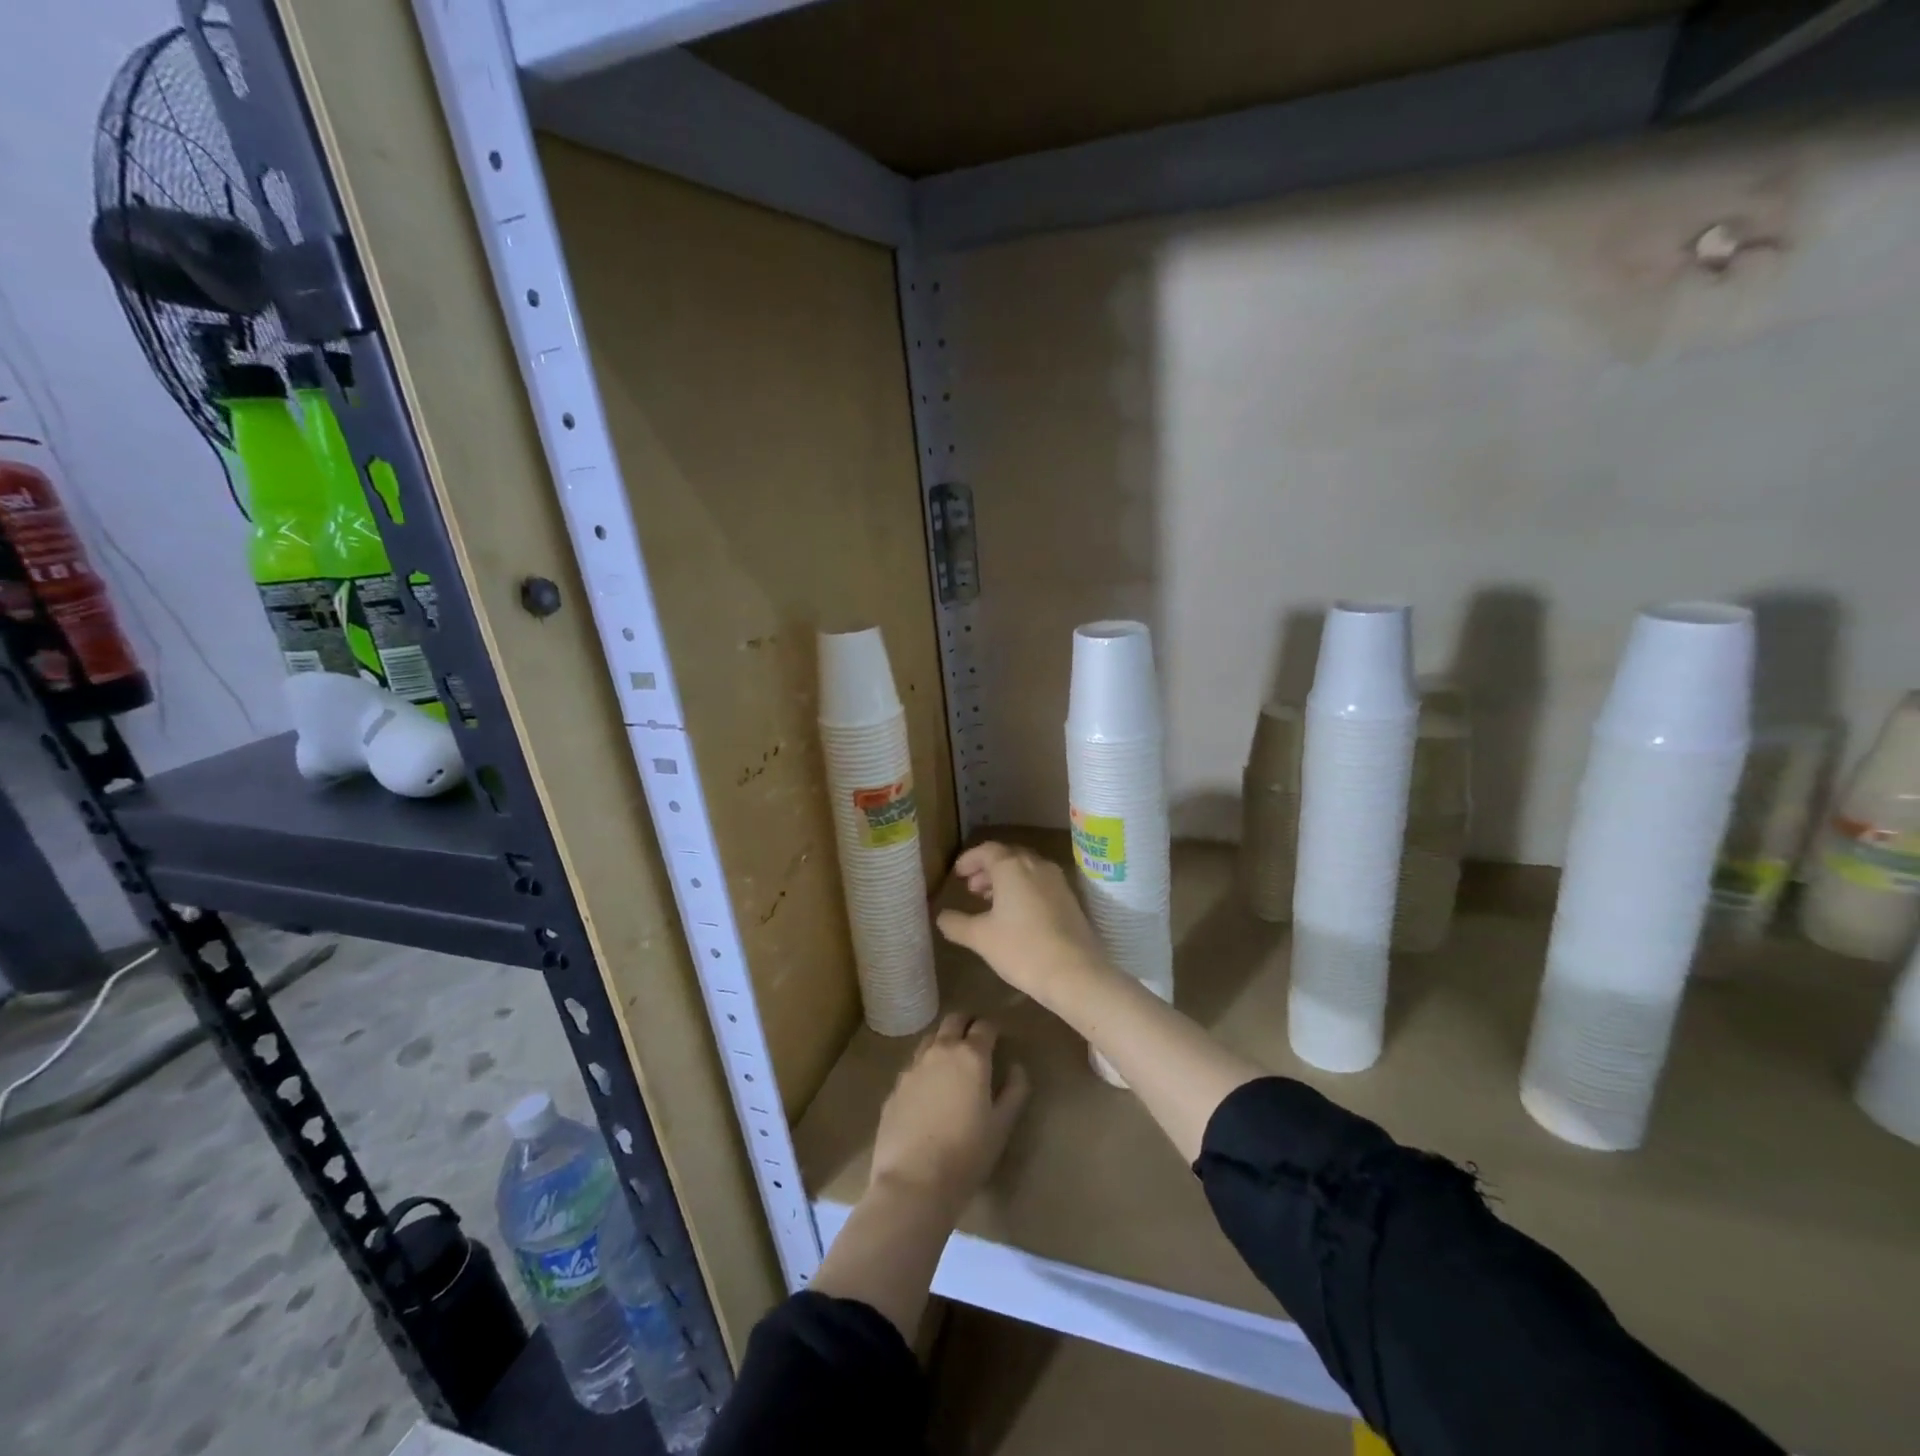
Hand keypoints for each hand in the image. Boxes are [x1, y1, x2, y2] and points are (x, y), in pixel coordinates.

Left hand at [869, 1014, 1029, 1213]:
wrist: (913, 1182)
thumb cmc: (967, 1154)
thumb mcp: (1002, 1125)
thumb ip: (1015, 1091)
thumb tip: (1017, 1067)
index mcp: (971, 1056)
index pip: (984, 1026)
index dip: (993, 1029)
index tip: (998, 1039)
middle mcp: (940, 1051)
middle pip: (953, 1021)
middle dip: (966, 1024)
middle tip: (975, 1039)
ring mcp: (913, 1067)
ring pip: (930, 1039)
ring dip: (943, 1041)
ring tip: (951, 1061)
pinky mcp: (895, 1086)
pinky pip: (913, 1065)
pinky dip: (925, 1066)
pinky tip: (928, 1088)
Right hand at [936, 841, 1109, 1002]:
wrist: (1075, 973)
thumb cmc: (1022, 949)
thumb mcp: (981, 938)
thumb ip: (956, 924)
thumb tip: (941, 917)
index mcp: (1012, 867)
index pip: (987, 851)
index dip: (969, 860)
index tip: (957, 874)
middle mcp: (1037, 865)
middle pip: (1008, 857)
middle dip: (987, 870)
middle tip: (971, 888)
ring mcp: (1057, 881)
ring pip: (1026, 870)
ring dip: (1006, 880)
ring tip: (990, 901)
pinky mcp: (1070, 899)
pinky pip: (1041, 884)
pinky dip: (1024, 890)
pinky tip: (1016, 914)